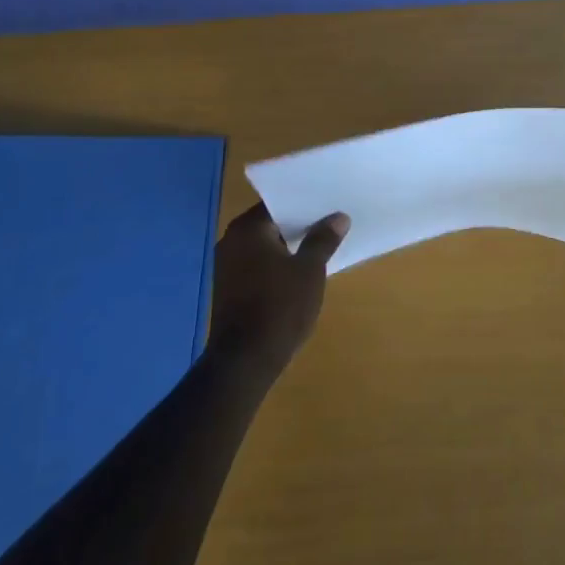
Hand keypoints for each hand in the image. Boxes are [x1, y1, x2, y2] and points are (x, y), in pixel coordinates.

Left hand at [208, 203, 347, 378]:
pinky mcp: (229, 290)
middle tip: (331, 221)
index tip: (329, 203)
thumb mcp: (310, 270)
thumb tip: (338, 217)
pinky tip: (300, 272)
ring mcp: (227, 267)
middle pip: (271, 224)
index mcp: (248, 229)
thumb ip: (323, 240)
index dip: (305, 203)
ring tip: (321, 245)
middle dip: (299, 225)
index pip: (279, 203)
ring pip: (264, 246)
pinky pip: (257, 265)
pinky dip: (277, 265)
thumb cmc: (279, 307)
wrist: (244, 362)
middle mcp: (231, 241)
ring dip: (288, 247)